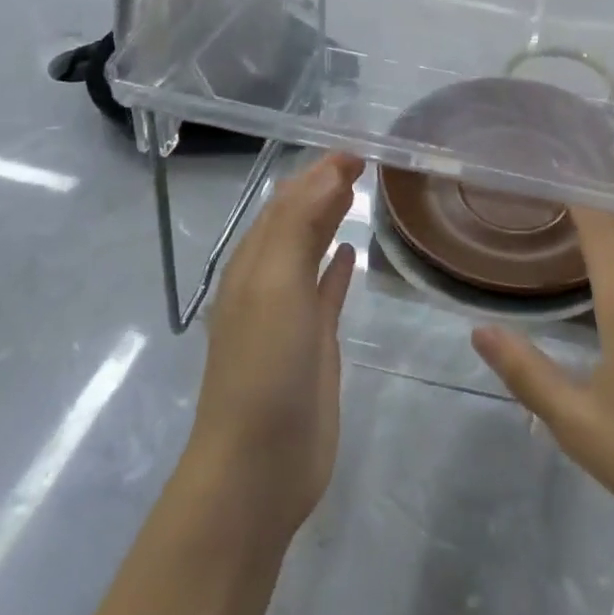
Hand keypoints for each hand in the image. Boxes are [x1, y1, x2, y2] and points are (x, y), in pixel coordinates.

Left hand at [185, 151, 363, 539]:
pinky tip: (352, 251)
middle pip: (296, 221)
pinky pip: (326, 291)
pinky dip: (336, 266)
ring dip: (328, 219)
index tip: (355, 149)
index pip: (285, 202)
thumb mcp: (274, 284)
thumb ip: (298, 224)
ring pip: (310, 251)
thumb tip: (328, 171)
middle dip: (322, 187)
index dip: (316, 172)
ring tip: (356, 191)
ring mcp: (290, 315)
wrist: (259, 466)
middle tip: (361, 162)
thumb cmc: (265, 367)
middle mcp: (267, 282)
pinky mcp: (314, 344)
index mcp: (253, 265)